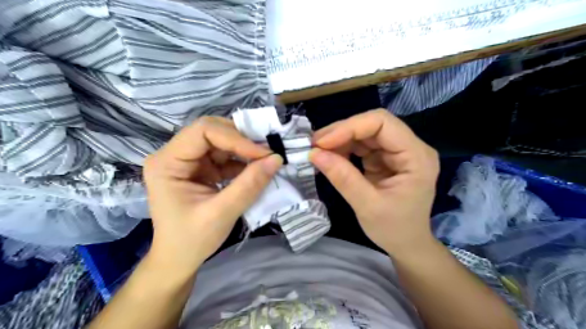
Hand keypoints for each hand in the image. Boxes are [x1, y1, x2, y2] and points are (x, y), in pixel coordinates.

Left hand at [145, 117, 284, 275]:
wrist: (179, 259)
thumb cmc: (192, 240)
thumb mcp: (222, 213)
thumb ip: (250, 185)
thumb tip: (277, 159)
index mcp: (167, 162)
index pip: (203, 131)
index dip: (236, 138)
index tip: (263, 153)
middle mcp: (175, 155)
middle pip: (212, 132)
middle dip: (242, 140)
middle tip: (268, 152)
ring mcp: (189, 161)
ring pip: (222, 142)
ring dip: (245, 149)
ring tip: (267, 160)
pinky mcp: (202, 169)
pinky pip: (226, 156)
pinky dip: (243, 161)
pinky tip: (257, 169)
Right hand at [311, 110, 438, 254]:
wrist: (406, 244)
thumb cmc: (394, 230)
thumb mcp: (367, 206)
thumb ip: (343, 178)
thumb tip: (314, 153)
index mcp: (416, 157)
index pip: (382, 123)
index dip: (350, 127)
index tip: (322, 142)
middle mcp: (410, 147)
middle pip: (373, 124)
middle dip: (342, 132)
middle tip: (315, 144)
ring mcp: (397, 151)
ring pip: (365, 132)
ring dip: (340, 139)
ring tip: (318, 150)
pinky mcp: (386, 157)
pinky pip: (362, 144)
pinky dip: (344, 148)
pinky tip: (331, 156)